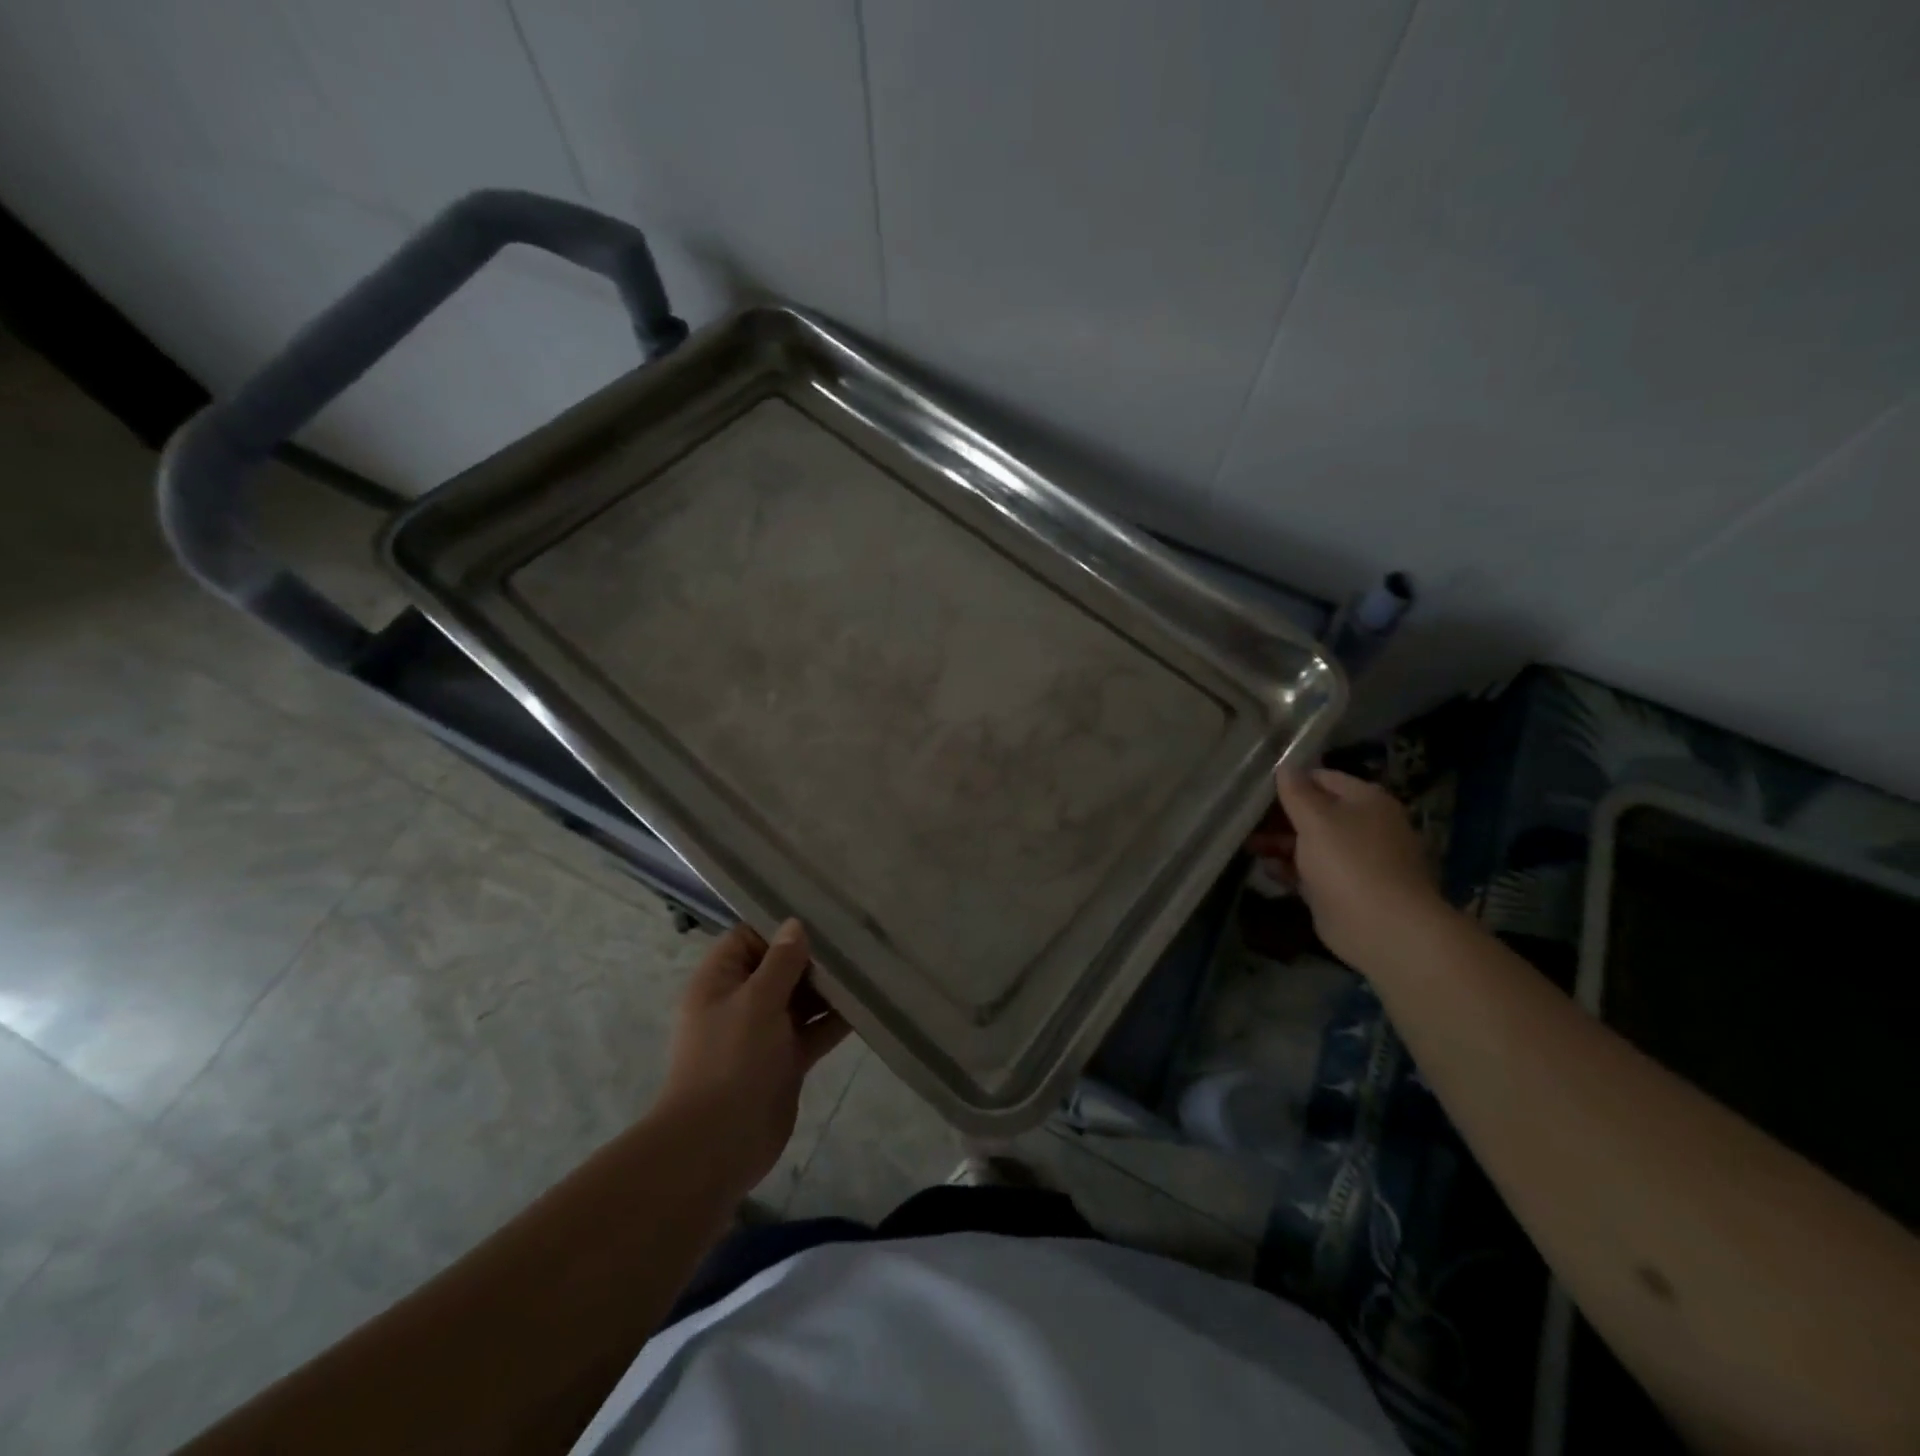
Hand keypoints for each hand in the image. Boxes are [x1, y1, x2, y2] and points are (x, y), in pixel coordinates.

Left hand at [658, 920, 850, 1201]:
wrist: (718, 1144)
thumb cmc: (731, 1059)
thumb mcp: (756, 1001)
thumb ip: (781, 962)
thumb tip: (795, 924)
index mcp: (719, 981)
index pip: (748, 937)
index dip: (779, 927)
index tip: (820, 916)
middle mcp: (741, 1002)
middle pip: (779, 967)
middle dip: (813, 956)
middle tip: (855, 938)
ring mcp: (764, 1032)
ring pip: (800, 999)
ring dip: (828, 988)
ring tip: (868, 965)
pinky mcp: (786, 1060)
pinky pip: (813, 1030)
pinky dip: (835, 1020)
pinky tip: (867, 1005)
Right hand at [1255, 767, 1447, 971]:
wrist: (1383, 928)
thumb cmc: (1349, 862)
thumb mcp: (1316, 819)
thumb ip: (1296, 792)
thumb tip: (1285, 766)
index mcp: (1366, 801)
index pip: (1323, 778)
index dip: (1291, 781)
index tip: (1257, 789)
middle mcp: (1364, 827)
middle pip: (1315, 812)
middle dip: (1280, 816)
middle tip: (1246, 820)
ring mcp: (1355, 860)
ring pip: (1311, 843)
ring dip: (1280, 843)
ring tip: (1249, 845)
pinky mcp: (1344, 890)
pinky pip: (1312, 871)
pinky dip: (1290, 869)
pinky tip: (1267, 869)